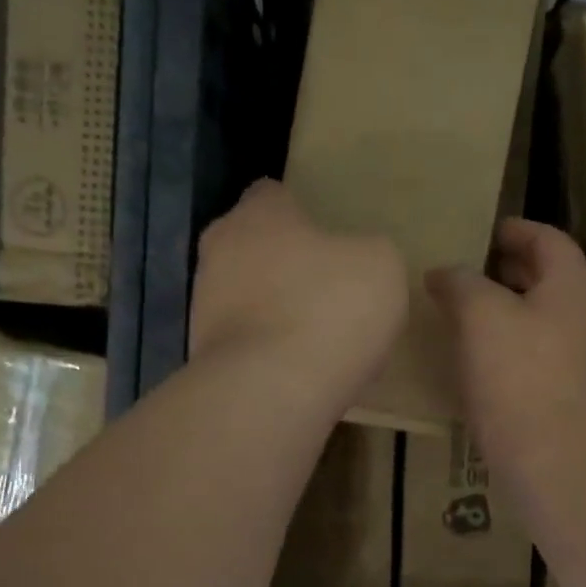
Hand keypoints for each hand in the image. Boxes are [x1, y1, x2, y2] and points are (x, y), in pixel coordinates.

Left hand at [190, 179, 406, 416]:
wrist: (272, 391)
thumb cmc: (329, 308)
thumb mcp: (381, 265)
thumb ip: (370, 252)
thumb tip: (359, 262)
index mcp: (257, 215)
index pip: (272, 195)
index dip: (302, 212)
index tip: (330, 236)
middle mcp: (219, 252)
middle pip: (255, 248)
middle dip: (288, 265)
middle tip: (330, 289)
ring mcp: (205, 308)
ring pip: (249, 299)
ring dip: (279, 312)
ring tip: (322, 341)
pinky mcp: (205, 357)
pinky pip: (249, 345)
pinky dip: (273, 354)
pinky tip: (305, 374)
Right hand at [426, 218, 585, 471]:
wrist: (550, 456)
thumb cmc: (518, 373)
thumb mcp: (480, 314)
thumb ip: (460, 283)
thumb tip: (443, 274)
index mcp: (571, 286)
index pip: (549, 240)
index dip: (517, 230)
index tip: (487, 230)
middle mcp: (582, 316)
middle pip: (547, 278)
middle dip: (509, 269)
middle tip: (469, 268)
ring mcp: (576, 358)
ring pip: (539, 317)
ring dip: (505, 308)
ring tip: (463, 310)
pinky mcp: (562, 392)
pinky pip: (533, 352)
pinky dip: (506, 342)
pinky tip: (474, 355)